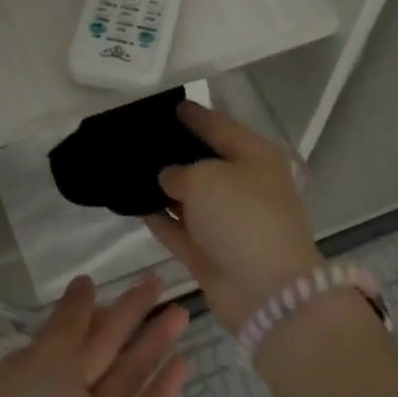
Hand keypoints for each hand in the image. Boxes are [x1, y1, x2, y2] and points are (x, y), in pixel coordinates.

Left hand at [0, 274, 188, 396]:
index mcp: (39, 368)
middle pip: (107, 347)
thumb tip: (84, 281)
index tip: (130, 284)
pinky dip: (161, 390)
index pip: (76, 329)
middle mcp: (65, 392)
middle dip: (134, 316)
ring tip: (183, 315)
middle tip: (164, 284)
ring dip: (154, 345)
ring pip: (128, 376)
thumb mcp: (45, 355)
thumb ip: (70, 318)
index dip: (103, 306)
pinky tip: (183, 363)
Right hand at [144, 102, 321, 331]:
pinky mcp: (213, 253)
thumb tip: (170, 178)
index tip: (172, 105)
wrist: (267, 291)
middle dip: (176, 152)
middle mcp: (246, 187)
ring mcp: (230, 223)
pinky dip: (161, 220)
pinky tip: (135, 207)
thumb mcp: (206, 179)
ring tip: (130, 171)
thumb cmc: (243, 217)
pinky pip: (181, 229)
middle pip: (207, 163)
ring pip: (192, 198)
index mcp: (257, 158)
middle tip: (141, 139)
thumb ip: (179, 171)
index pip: (221, 127)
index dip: (196, 116)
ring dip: (164, 189)